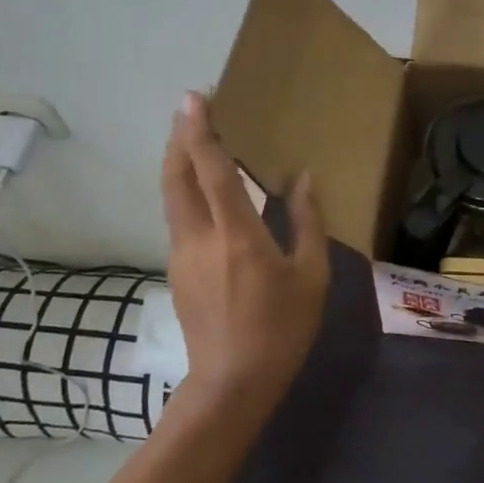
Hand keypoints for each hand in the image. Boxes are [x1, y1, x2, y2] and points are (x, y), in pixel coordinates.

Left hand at [161, 91, 329, 407]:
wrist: (233, 383)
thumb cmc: (282, 328)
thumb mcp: (311, 276)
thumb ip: (309, 223)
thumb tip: (304, 181)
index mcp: (236, 236)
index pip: (212, 172)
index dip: (201, 132)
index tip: (195, 99)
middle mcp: (199, 238)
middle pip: (176, 177)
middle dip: (179, 138)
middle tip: (191, 110)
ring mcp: (181, 255)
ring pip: (172, 197)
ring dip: (179, 163)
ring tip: (196, 141)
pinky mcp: (177, 271)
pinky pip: (178, 217)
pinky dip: (185, 191)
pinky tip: (204, 192)